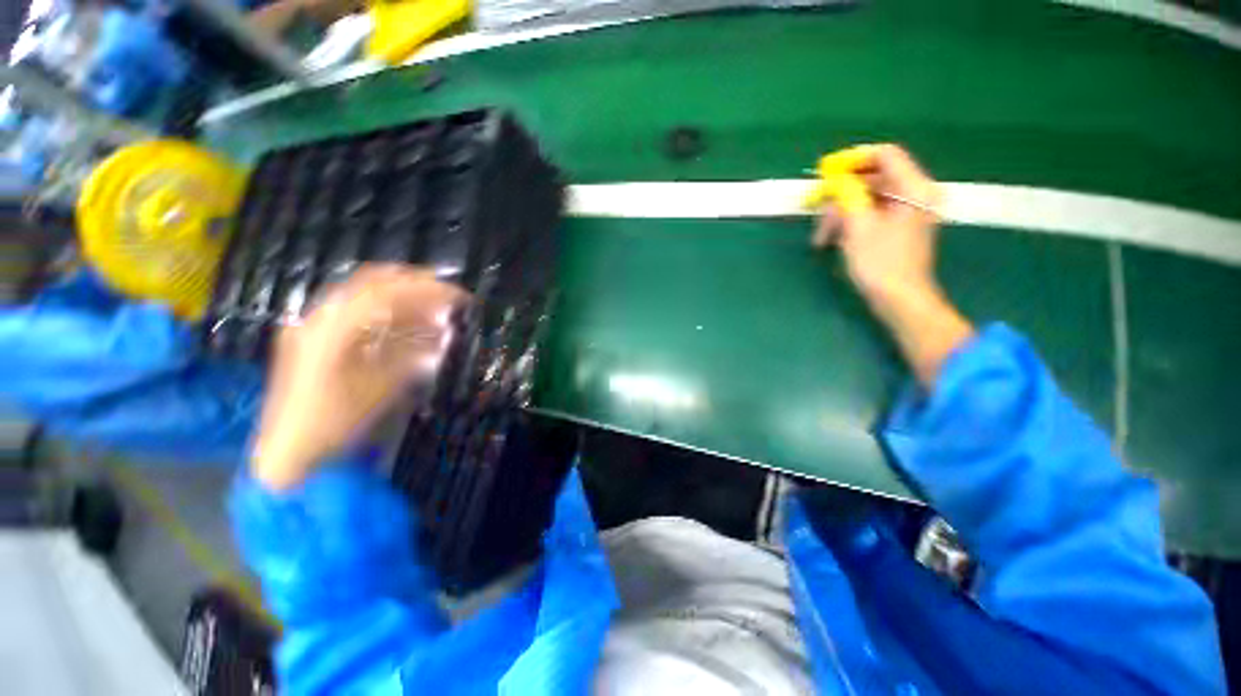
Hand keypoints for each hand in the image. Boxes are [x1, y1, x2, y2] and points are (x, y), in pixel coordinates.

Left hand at [251, 264, 467, 490]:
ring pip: (363, 295)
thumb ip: (413, 355)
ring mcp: (311, 326)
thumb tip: (443, 333)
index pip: (388, 292)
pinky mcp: (312, 339)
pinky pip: (354, 313)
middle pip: (371, 282)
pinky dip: (385, 313)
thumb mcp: (381, 389)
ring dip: (402, 297)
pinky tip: (405, 326)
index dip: (428, 290)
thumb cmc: (336, 424)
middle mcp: (319, 317)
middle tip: (447, 293)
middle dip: (415, 283)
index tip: (459, 297)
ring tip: (433, 309)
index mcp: (334, 328)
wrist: (287, 454)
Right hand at [812, 144, 972, 385]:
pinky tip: (833, 240)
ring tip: (821, 237)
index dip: (853, 159)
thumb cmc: (880, 264)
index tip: (826, 172)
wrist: (899, 300)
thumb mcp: (859, 226)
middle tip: (817, 209)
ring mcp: (906, 213)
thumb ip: (848, 195)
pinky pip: (871, 214)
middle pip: (873, 178)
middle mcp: (914, 194)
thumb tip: (836, 180)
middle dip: (841, 194)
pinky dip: (850, 223)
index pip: (884, 155)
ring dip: (841, 213)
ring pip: (868, 199)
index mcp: (913, 188)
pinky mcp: (897, 229)